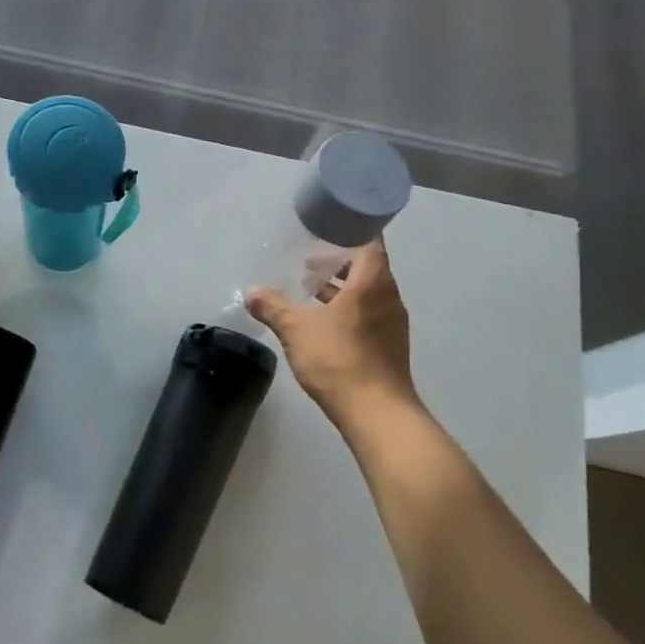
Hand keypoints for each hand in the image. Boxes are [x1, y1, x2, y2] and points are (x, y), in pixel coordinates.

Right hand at [244, 239, 423, 430]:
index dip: (350, 232)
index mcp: (373, 282)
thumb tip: (251, 292)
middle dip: (338, 263)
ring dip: (342, 289)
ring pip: (367, 294)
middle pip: (367, 268)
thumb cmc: (339, 360)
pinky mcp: (390, 347)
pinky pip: (369, 315)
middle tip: (309, 262)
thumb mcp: (296, 329)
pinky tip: (324, 324)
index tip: (326, 230)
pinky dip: (349, 311)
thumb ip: (273, 307)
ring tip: (311, 292)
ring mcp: (393, 324)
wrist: (377, 414)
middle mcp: (389, 297)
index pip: (369, 242)